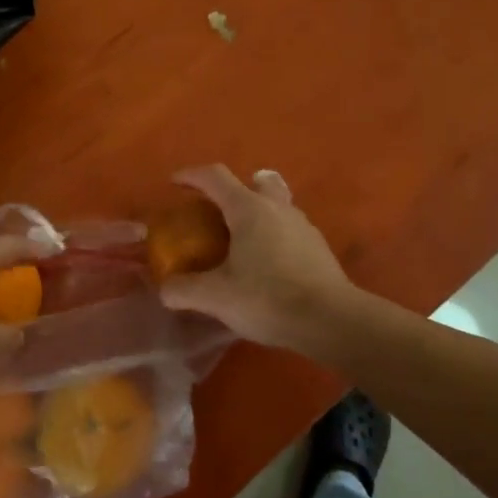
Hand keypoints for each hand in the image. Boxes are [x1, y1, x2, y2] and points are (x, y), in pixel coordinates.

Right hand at [158, 165, 359, 350]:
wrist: (331, 321)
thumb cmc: (268, 298)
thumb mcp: (216, 297)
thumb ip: (184, 290)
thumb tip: (166, 288)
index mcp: (248, 209)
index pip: (215, 177)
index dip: (191, 176)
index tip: (174, 184)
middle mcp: (277, 208)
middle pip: (254, 182)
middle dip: (232, 190)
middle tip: (216, 211)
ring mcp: (303, 226)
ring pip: (275, 205)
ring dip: (255, 214)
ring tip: (239, 242)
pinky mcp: (318, 248)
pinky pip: (289, 230)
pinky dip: (272, 237)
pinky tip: (266, 266)